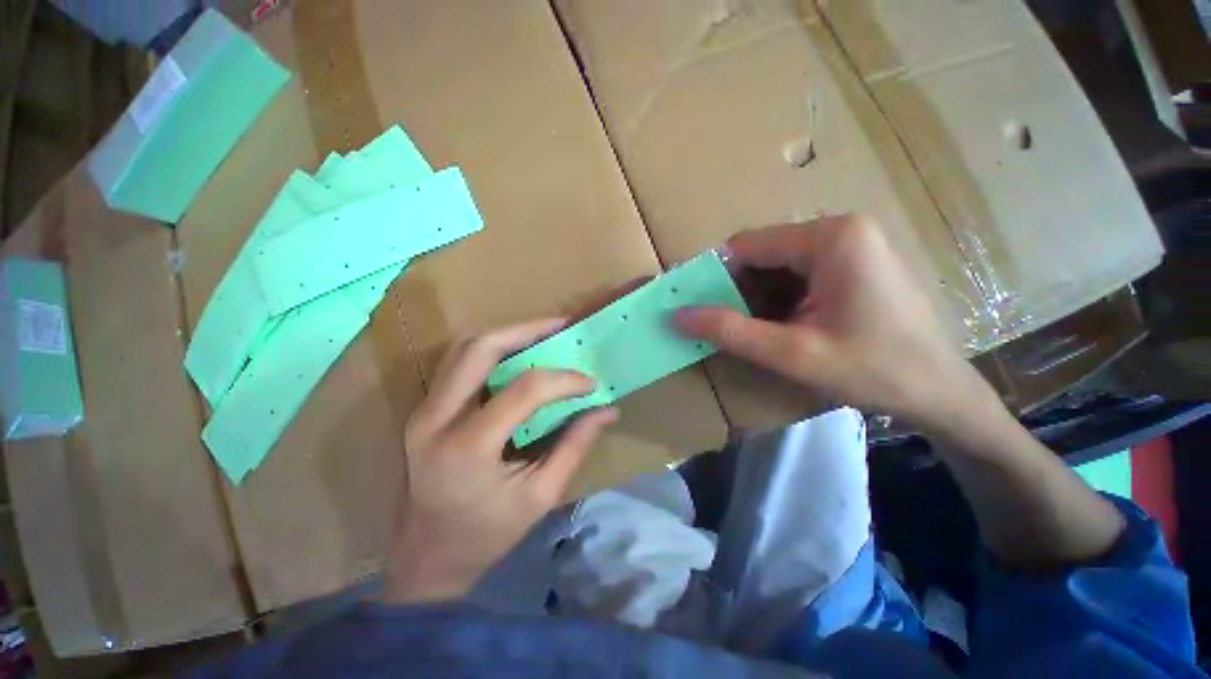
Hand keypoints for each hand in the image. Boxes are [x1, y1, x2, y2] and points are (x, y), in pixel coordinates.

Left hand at [383, 319, 616, 603]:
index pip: (524, 390)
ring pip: (464, 348)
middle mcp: (436, 419)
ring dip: (506, 335)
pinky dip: (490, 350)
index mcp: (468, 448)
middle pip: (480, 349)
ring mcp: (423, 411)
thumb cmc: (485, 535)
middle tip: (560, 325)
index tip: (590, 383)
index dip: (563, 380)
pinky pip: (458, 363)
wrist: (425, 560)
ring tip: (542, 333)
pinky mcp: (424, 410)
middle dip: (525, 330)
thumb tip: (606, 410)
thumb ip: (574, 446)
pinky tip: (516, 354)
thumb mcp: (540, 496)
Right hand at [676, 215, 988, 426]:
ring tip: (755, 331)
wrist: (940, 392)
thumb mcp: (792, 354)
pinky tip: (782, 327)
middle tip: (726, 326)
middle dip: (737, 290)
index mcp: (831, 238)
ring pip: (776, 265)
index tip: (697, 307)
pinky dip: (777, 300)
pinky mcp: (852, 263)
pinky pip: (797, 274)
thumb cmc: (874, 371)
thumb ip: (730, 331)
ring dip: (756, 298)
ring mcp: (850, 244)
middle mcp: (840, 229)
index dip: (715, 276)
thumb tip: (678, 315)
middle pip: (762, 253)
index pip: (746, 245)